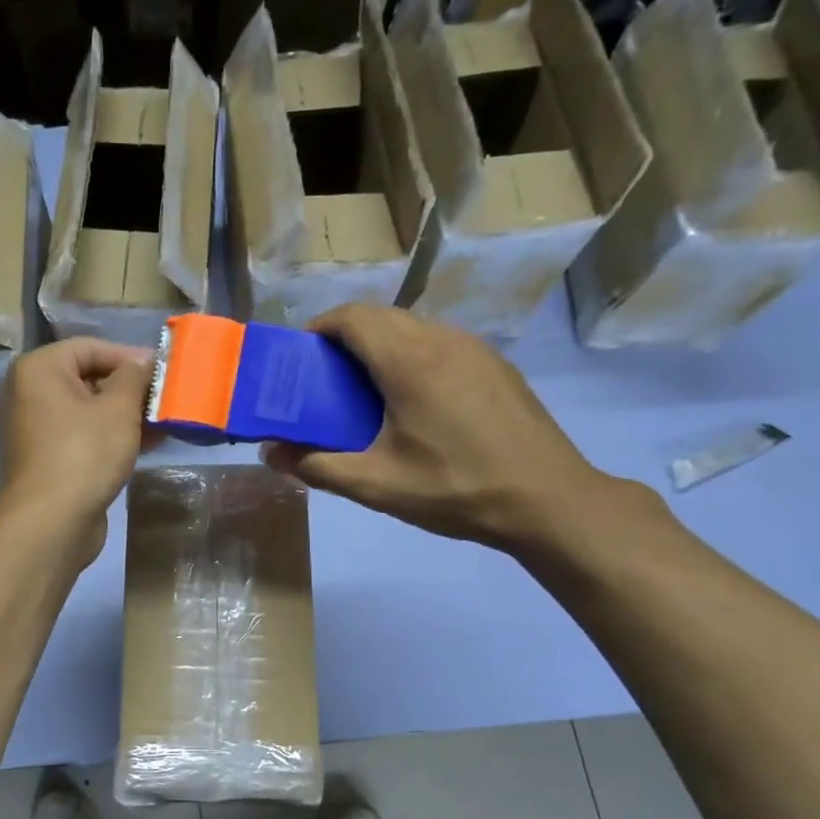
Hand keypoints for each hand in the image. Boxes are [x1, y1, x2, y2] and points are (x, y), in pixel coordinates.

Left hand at [0, 337, 152, 566]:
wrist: (50, 522)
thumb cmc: (84, 453)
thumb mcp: (118, 408)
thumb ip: (133, 378)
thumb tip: (141, 362)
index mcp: (39, 370)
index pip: (90, 347)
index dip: (129, 356)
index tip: (163, 372)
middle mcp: (30, 393)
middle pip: (88, 378)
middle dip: (130, 389)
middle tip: (166, 400)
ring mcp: (36, 429)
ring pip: (88, 411)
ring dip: (126, 415)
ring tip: (164, 423)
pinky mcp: (47, 459)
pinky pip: (83, 436)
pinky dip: (111, 437)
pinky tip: (147, 445)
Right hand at [263, 305, 616, 554]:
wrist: (549, 500)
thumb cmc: (455, 489)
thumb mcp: (376, 485)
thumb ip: (316, 466)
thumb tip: (270, 453)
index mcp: (409, 360)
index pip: (352, 317)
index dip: (318, 329)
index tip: (298, 361)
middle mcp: (442, 340)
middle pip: (380, 317)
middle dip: (344, 340)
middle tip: (324, 382)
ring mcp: (475, 349)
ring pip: (412, 328)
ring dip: (379, 348)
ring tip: (363, 394)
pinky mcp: (495, 365)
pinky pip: (439, 345)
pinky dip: (411, 358)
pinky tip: (411, 403)